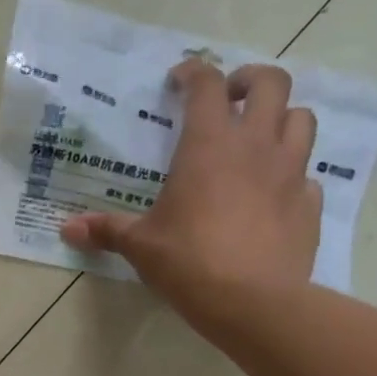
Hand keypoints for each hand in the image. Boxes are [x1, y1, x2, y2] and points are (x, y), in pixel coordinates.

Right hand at [61, 58, 319, 325]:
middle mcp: (255, 146)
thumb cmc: (189, 262)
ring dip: (281, 118)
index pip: (207, 85)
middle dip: (249, 81)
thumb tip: (66, 229)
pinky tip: (272, 194)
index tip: (179, 78)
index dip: (194, 72)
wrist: (254, 303)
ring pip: (301, 119)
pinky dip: (291, 174)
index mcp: (208, 145)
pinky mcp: (309, 204)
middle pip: (271, 83)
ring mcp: (290, 172)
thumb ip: (106, 230)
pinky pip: (306, 174)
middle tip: (230, 98)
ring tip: (258, 138)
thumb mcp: (140, 246)